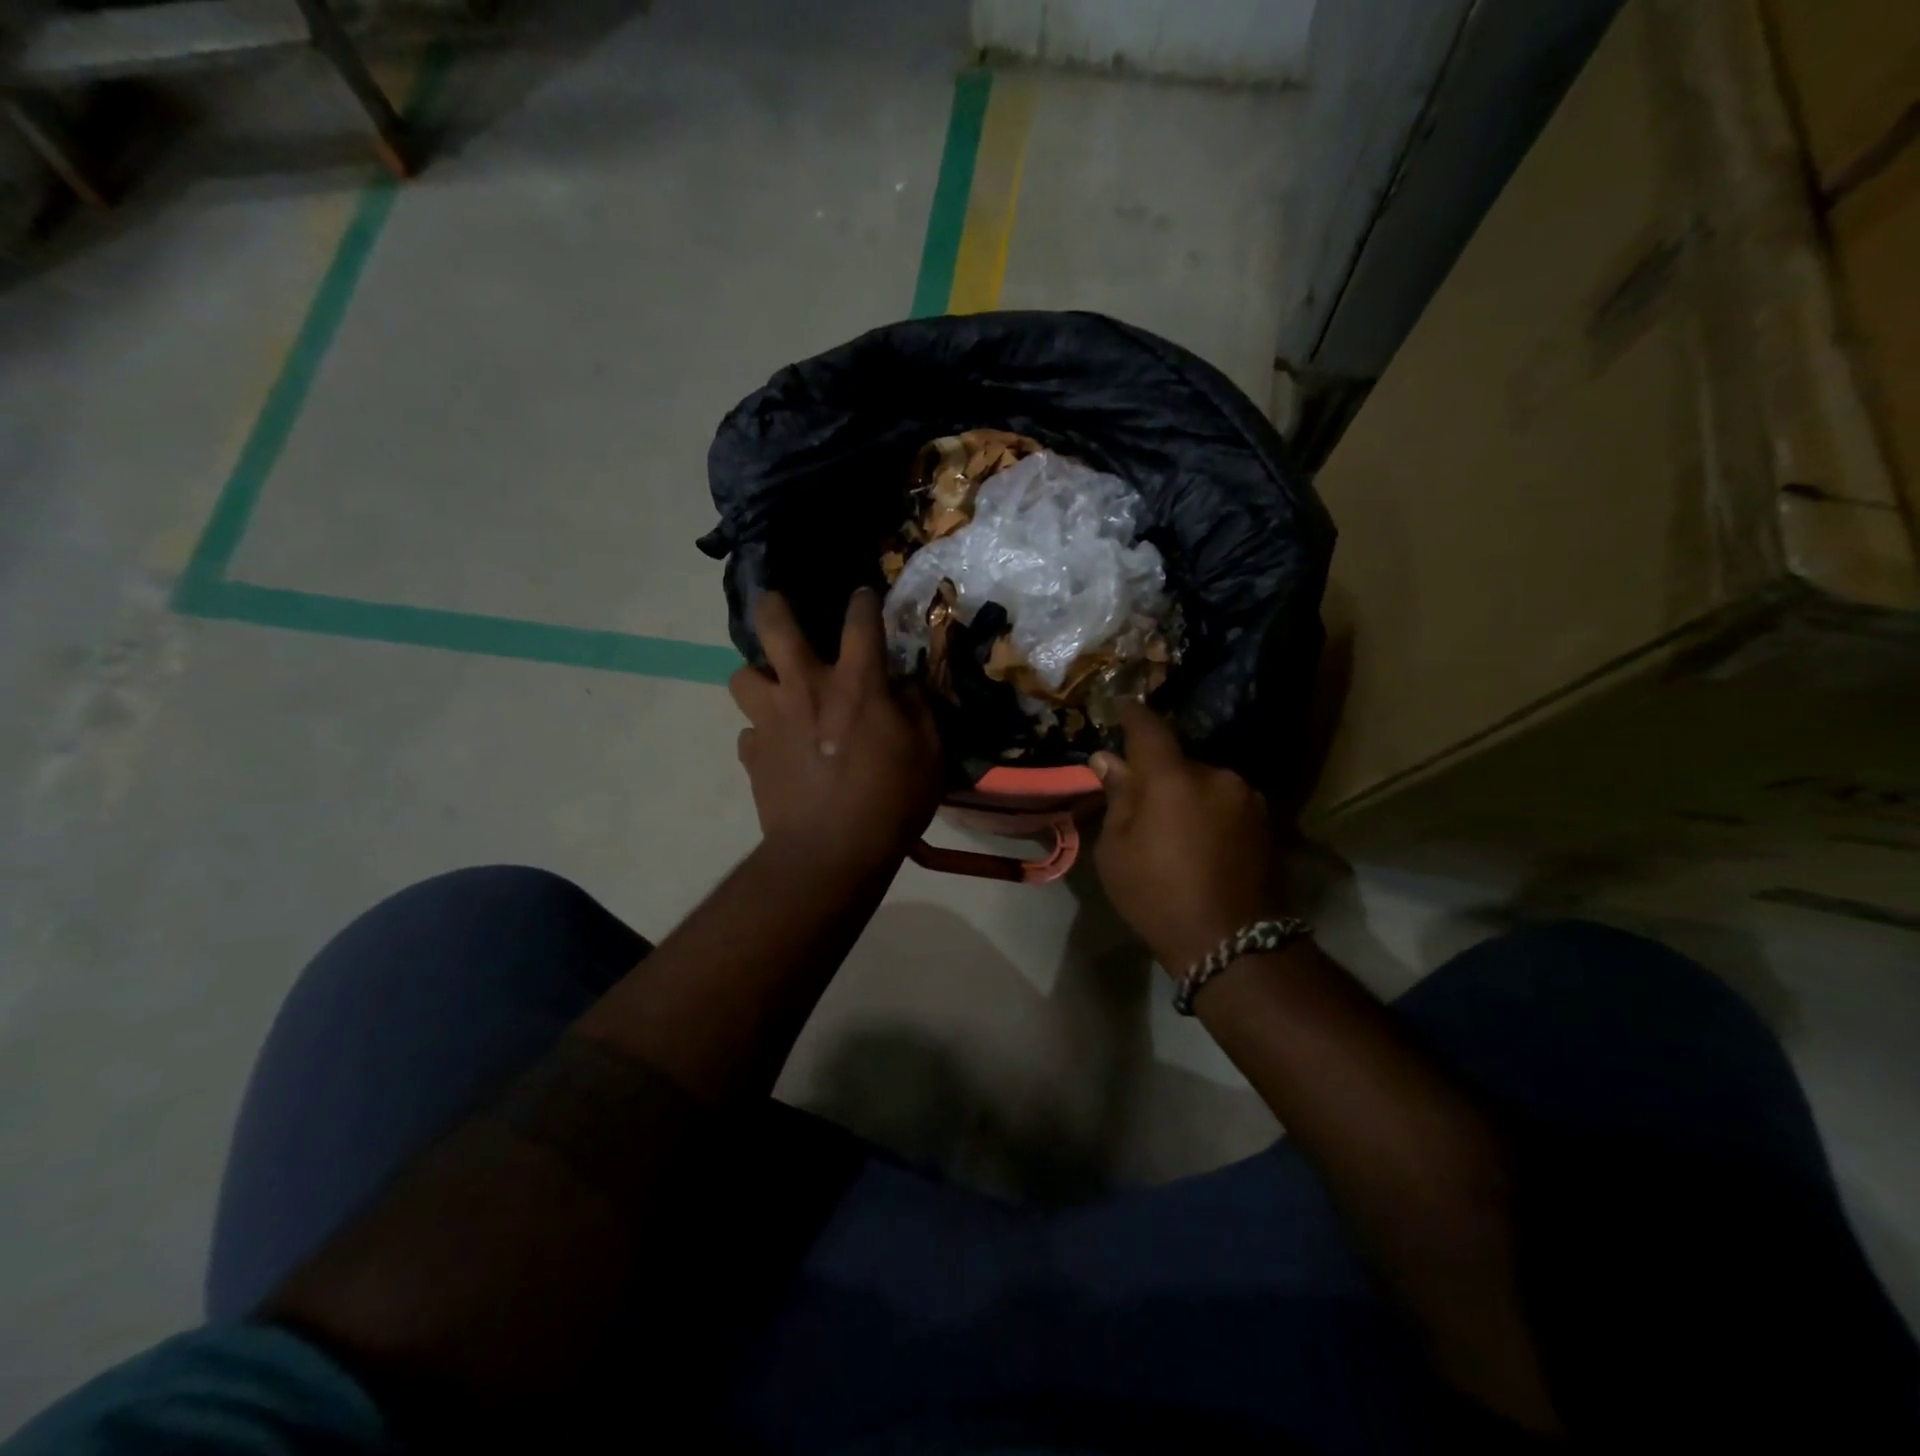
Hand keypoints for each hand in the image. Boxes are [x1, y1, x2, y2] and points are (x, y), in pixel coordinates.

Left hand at [730, 588, 943, 873]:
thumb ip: (918, 710)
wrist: (831, 854)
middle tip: (777, 605)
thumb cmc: (891, 801)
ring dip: (758, 678)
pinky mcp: (752, 754)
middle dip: (773, 606)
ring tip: (775, 690)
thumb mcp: (929, 754)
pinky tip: (777, 749)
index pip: (860, 622)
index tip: (863, 594)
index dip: (863, 602)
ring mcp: (771, 720)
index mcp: (855, 685)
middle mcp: (806, 689)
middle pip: (774, 626)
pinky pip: (749, 732)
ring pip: (742, 676)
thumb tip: (904, 686)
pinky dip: (762, 734)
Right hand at [1090, 704, 1283, 973]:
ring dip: (1187, 795)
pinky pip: (1226, 803)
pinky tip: (1202, 843)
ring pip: (1205, 783)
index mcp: (1172, 777)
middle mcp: (1216, 775)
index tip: (1120, 708)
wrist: (1233, 944)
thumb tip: (1108, 760)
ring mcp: (1248, 798)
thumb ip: (1117, 797)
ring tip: (1175, 831)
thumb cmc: (1157, 895)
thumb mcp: (1116, 850)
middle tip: (1140, 802)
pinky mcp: (1267, 822)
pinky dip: (1210, 812)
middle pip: (1178, 761)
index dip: (1131, 715)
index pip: (1149, 728)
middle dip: (1158, 774)